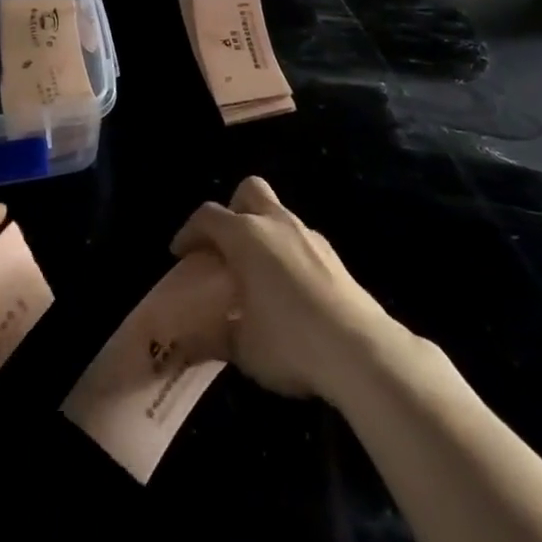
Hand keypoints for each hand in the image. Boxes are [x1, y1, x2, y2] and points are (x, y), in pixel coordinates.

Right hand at [171, 176, 404, 402]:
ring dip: (261, 231)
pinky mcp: (332, 253)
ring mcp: (308, 234)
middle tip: (225, 246)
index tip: (181, 254)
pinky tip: (287, 287)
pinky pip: (299, 238)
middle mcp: (275, 223)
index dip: (189, 232)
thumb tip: (186, 346)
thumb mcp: (242, 348)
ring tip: (256, 271)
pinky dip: (286, 250)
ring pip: (277, 213)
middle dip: (232, 210)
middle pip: (249, 190)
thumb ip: (211, 339)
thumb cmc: (290, 342)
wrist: (360, 350)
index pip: (207, 216)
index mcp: (245, 236)